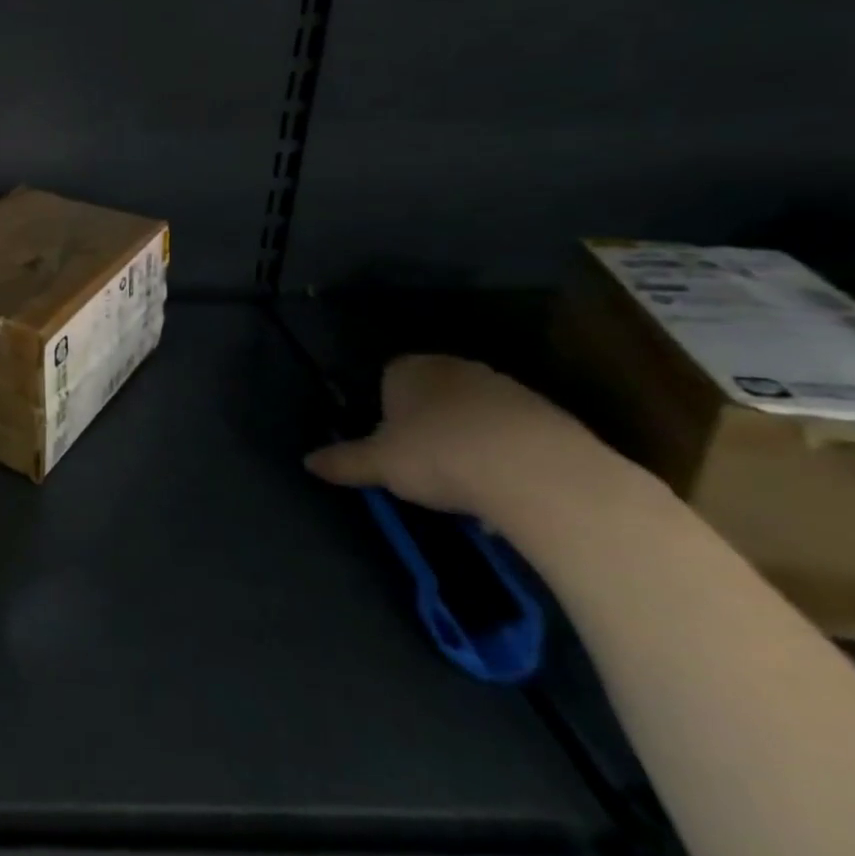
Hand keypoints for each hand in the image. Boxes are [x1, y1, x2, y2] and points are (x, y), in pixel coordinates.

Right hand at [304, 354, 621, 528]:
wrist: (539, 472)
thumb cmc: (439, 455)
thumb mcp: (380, 465)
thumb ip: (343, 461)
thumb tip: (306, 462)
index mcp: (410, 368)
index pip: (386, 379)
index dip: (384, 412)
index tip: (389, 445)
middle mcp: (455, 367)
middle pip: (432, 394)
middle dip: (427, 424)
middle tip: (423, 465)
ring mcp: (505, 387)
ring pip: (473, 414)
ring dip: (468, 440)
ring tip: (467, 484)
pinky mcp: (548, 415)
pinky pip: (512, 434)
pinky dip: (505, 455)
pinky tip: (504, 488)